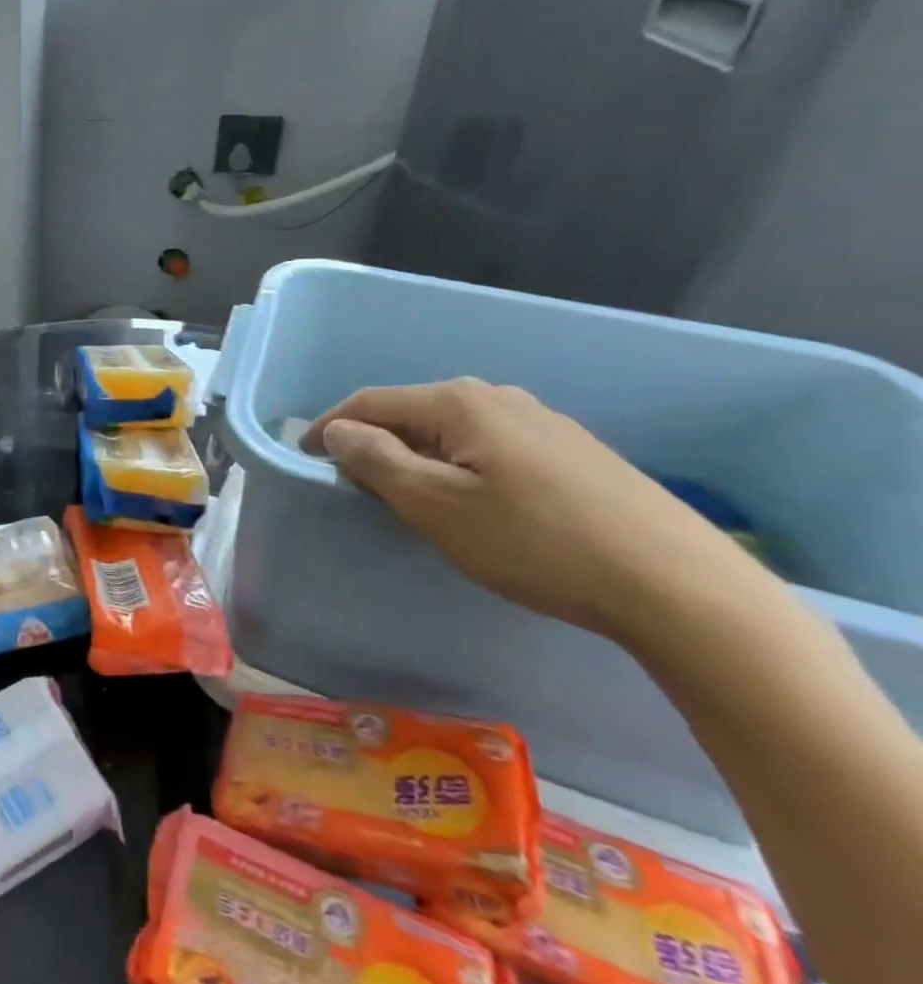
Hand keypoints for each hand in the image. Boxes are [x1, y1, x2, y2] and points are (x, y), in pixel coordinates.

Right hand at [305, 379, 752, 642]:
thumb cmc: (536, 543)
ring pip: (451, 431)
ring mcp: (542, 421)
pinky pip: (489, 446)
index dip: (329, 428)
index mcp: (459, 402)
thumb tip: (338, 431)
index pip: (370, 402)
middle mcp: (497, 397)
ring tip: (407, 496)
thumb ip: (375, 460)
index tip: (304, 458)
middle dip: (374, 443)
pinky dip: (458, 466)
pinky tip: (473, 501)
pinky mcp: (572, 451)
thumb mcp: (436, 505)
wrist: (678, 586)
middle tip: (354, 486)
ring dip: (416, 456)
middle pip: (411, 412)